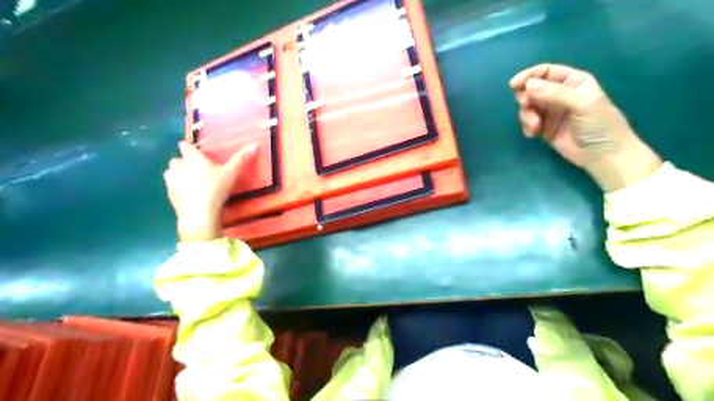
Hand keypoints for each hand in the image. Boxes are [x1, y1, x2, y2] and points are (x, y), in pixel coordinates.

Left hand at [164, 141, 258, 240]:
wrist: (199, 213)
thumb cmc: (215, 189)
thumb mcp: (231, 173)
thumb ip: (242, 159)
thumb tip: (257, 144)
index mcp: (192, 158)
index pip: (185, 146)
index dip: (188, 147)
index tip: (194, 150)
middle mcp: (178, 166)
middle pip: (176, 159)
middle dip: (183, 162)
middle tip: (196, 167)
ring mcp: (171, 181)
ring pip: (171, 173)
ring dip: (178, 174)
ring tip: (190, 180)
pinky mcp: (169, 195)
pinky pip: (172, 187)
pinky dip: (178, 188)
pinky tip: (189, 194)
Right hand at [511, 63, 660, 189]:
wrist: (603, 155)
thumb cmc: (599, 124)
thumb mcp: (581, 103)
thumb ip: (554, 93)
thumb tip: (527, 85)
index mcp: (572, 82)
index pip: (546, 72)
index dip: (529, 75)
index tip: (514, 85)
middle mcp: (559, 94)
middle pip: (533, 89)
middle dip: (526, 98)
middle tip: (527, 107)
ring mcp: (551, 112)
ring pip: (528, 106)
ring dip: (526, 115)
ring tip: (534, 126)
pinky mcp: (544, 128)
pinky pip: (528, 122)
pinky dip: (527, 126)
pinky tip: (533, 134)